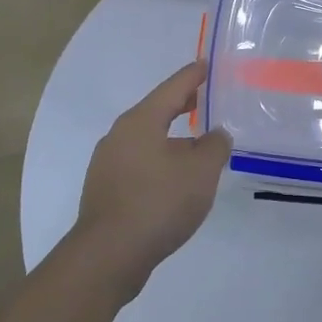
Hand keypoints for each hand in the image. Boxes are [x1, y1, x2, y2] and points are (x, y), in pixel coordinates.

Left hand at [69, 61, 230, 299]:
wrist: (109, 256)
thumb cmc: (158, 202)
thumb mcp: (201, 171)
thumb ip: (215, 146)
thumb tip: (215, 135)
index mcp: (141, 121)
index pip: (173, 88)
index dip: (193, 76)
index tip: (207, 64)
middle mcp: (119, 135)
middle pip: (156, 111)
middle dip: (182, 105)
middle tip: (206, 100)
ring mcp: (108, 164)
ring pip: (147, 139)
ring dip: (172, 138)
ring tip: (197, 145)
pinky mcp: (106, 190)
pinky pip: (139, 163)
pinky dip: (160, 161)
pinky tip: (175, 179)